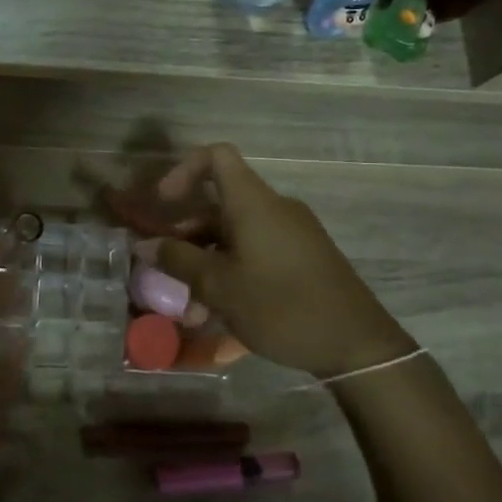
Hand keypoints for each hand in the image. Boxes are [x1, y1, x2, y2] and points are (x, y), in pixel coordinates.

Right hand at [148, 144, 416, 378]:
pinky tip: (219, 311)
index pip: (216, 157)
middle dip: (186, 236)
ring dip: (206, 262)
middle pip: (219, 204)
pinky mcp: (302, 256)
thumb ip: (178, 261)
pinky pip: (255, 250)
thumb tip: (144, 245)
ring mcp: (291, 233)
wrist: (357, 345)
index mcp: (253, 204)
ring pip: (234, 234)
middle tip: (165, 272)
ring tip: (190, 308)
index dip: (183, 170)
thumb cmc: (281, 307)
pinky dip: (230, 270)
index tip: (163, 204)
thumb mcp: (219, 287)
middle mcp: (273, 208)